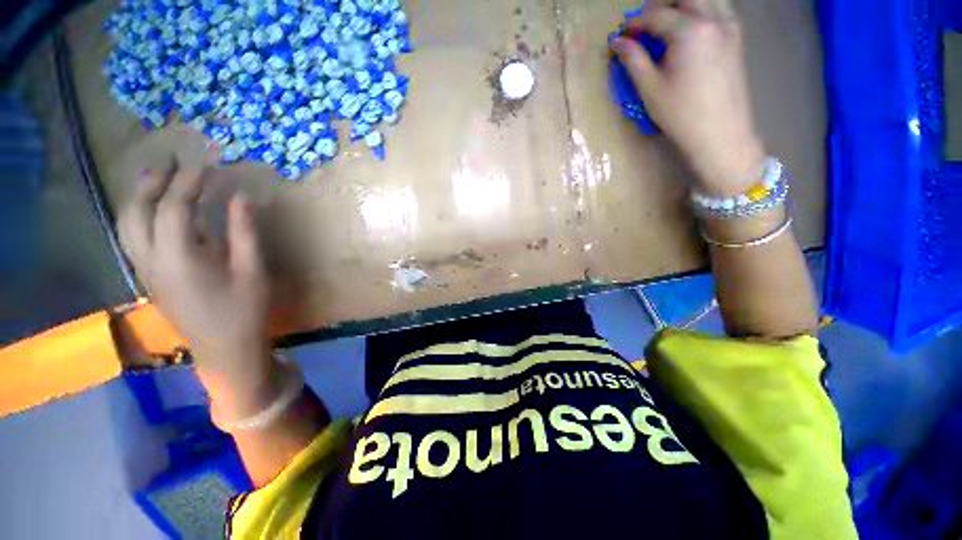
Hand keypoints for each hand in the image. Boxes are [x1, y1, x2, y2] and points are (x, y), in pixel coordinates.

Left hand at [119, 166, 277, 414]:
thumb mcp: (253, 270)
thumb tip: (241, 197)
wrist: (225, 348)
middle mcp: (152, 259)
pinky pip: (134, 237)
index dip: (189, 182)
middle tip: (171, 162)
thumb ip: (244, 231)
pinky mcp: (150, 277)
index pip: (174, 207)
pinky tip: (156, 211)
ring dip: (139, 197)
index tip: (206, 164)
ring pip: (128, 225)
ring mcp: (146, 270)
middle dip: (153, 182)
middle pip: (138, 211)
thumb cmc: (244, 310)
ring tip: (155, 178)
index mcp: (179, 257)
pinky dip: (140, 215)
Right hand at [611, 0, 765, 196]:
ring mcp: (729, 27)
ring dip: (681, 7)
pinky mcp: (736, 38)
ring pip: (704, 0)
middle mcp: (713, 19)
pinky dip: (698, 14)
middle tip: (643, 25)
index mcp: (690, 30)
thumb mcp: (650, 89)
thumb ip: (633, 60)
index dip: (634, 23)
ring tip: (663, 26)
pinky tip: (687, 33)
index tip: (621, 35)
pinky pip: (716, 12)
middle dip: (660, 5)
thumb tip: (618, 42)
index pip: (656, 15)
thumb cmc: (681, 114)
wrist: (721, 133)